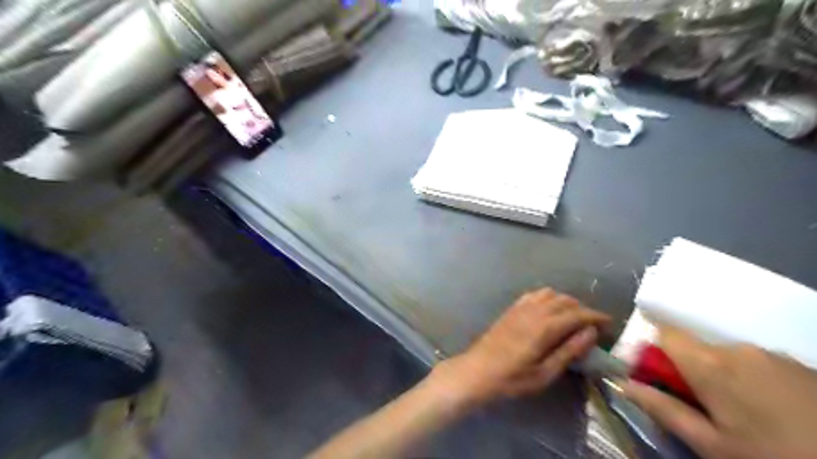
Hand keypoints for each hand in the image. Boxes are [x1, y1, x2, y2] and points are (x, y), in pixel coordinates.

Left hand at [430, 289, 608, 409]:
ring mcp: (520, 307)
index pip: (577, 314)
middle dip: (582, 309)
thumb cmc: (512, 378)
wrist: (477, 371)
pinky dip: (548, 297)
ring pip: (550, 293)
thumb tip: (590, 332)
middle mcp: (534, 311)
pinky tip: (549, 310)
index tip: (608, 322)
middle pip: (565, 300)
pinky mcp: (511, 308)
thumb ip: (569, 351)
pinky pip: (534, 294)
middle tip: (592, 324)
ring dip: (565, 301)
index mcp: (545, 327)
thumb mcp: (545, 373)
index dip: (596, 316)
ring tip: (572, 317)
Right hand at [623, 326, 815, 458]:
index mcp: (710, 364)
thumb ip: (663, 410)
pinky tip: (776, 414)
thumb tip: (624, 385)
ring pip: (727, 357)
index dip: (652, 352)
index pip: (663, 333)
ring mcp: (774, 356)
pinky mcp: (803, 366)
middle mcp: (738, 349)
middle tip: (703, 409)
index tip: (656, 380)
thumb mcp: (712, 446)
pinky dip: (752, 381)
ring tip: (745, 417)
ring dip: (722, 378)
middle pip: (695, 348)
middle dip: (688, 372)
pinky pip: (759, 364)